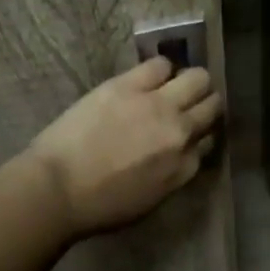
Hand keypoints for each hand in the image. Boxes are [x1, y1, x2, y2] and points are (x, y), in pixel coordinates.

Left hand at [26, 58, 222, 239]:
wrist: (56, 189)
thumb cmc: (99, 206)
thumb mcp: (150, 200)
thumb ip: (174, 172)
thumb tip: (180, 152)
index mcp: (185, 167)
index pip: (210, 140)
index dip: (201, 133)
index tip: (191, 132)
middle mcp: (181, 132)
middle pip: (212, 105)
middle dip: (205, 103)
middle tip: (189, 103)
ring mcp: (157, 105)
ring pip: (197, 78)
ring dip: (190, 82)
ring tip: (174, 85)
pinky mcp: (130, 86)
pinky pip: (161, 64)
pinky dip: (161, 69)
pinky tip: (149, 77)